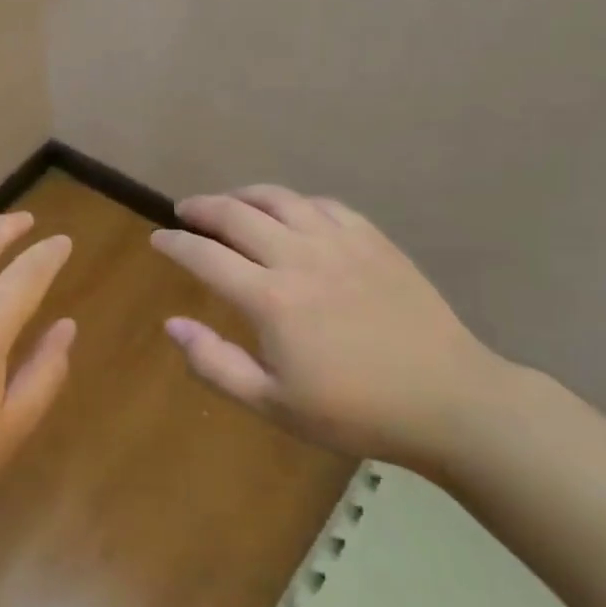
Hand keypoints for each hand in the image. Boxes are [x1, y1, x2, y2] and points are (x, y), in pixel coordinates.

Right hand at [149, 185, 503, 472]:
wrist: (448, 400)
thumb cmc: (355, 411)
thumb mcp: (274, 405)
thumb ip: (215, 364)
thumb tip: (171, 324)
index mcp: (270, 298)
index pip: (204, 256)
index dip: (174, 243)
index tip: (158, 240)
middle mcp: (299, 257)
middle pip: (236, 214)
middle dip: (201, 207)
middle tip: (184, 210)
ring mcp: (339, 242)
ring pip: (279, 198)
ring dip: (244, 195)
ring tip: (229, 202)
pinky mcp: (372, 239)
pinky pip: (323, 204)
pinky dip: (295, 202)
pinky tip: (291, 213)